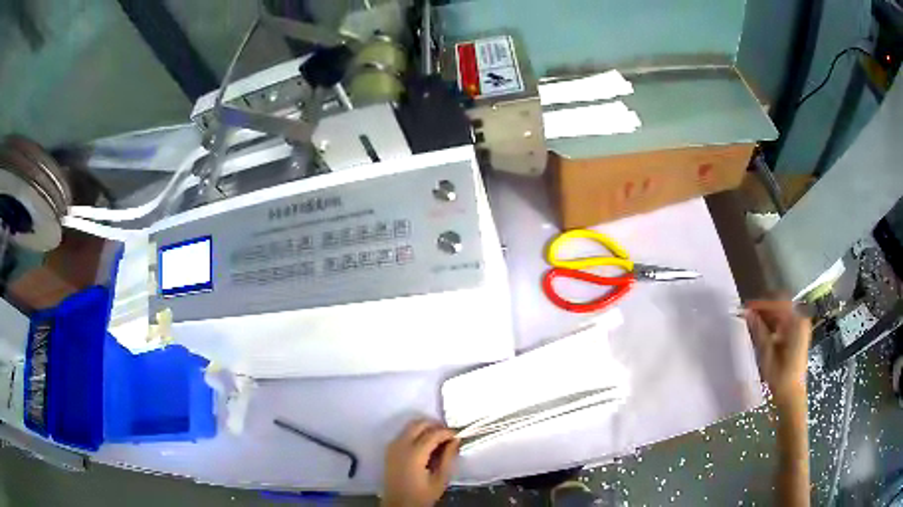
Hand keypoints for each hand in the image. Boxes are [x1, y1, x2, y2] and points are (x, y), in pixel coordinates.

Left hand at [382, 419, 458, 506]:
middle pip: (419, 423)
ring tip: (439, 440)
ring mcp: (392, 446)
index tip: (459, 435)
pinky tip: (426, 445)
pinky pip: (404, 433)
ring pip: (410, 426)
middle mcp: (400, 445)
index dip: (448, 432)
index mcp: (414, 454)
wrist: (398, 504)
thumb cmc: (421, 495)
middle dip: (436, 426)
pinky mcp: (389, 450)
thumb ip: (448, 458)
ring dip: (425, 428)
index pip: (433, 433)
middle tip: (449, 436)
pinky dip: (416, 433)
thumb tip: (455, 440)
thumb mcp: (440, 480)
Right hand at [745, 300, 811, 407]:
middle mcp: (801, 319)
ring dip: (768, 316)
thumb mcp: (767, 354)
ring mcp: (801, 327)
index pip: (778, 303)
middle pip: (781, 306)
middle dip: (764, 309)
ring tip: (752, 323)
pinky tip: (762, 331)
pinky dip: (773, 324)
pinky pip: (785, 322)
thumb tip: (747, 313)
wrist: (792, 396)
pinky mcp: (798, 335)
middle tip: (748, 314)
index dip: (761, 304)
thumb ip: (759, 331)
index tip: (746, 307)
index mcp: (796, 321)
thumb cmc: (780, 377)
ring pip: (782, 314)